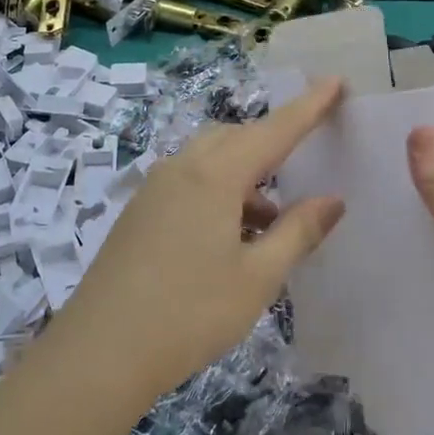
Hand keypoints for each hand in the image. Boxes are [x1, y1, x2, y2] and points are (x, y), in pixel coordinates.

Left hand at [52, 79, 346, 408]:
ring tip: (270, 220)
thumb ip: (298, 232)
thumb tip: (333, 200)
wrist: (98, 352)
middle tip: (304, 162)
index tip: (335, 82)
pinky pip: (190, 181)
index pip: (275, 130)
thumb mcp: (257, 278)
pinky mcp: (140, 210)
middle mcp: (183, 167)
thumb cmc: (189, 313)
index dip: (309, 107)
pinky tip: (229, 237)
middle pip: (238, 138)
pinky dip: (219, 192)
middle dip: (274, 143)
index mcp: (216, 175)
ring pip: (211, 159)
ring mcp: (155, 187)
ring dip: (246, 176)